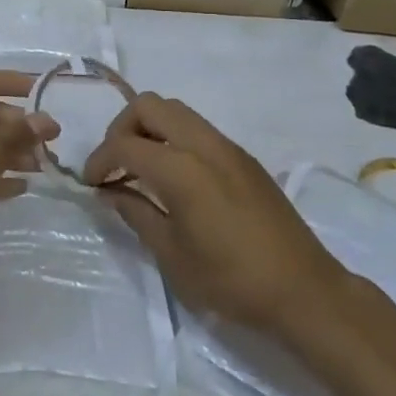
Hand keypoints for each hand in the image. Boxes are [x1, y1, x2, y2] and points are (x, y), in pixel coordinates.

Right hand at [82, 94, 348, 332]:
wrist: (304, 290)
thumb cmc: (232, 280)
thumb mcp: (172, 256)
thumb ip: (136, 214)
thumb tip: (110, 192)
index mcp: (182, 168)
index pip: (125, 144)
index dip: (99, 159)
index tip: (90, 184)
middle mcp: (203, 144)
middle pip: (150, 105)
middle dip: (122, 128)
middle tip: (115, 165)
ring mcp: (227, 146)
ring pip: (176, 111)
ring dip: (149, 129)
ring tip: (141, 170)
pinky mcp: (243, 157)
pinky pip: (197, 128)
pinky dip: (174, 138)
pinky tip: (175, 178)